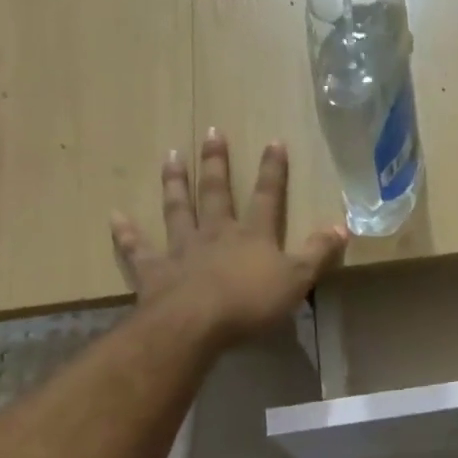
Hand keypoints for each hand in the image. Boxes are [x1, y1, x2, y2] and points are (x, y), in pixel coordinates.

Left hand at [110, 129, 347, 346]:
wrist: (195, 324)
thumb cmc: (250, 303)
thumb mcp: (297, 279)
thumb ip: (318, 252)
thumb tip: (342, 225)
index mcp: (253, 235)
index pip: (267, 196)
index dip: (272, 170)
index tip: (273, 141)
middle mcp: (216, 233)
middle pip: (217, 192)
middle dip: (217, 163)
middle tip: (212, 132)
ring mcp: (182, 249)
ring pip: (178, 209)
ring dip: (175, 183)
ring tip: (171, 155)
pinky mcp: (154, 271)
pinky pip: (138, 249)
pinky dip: (127, 234)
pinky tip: (116, 216)